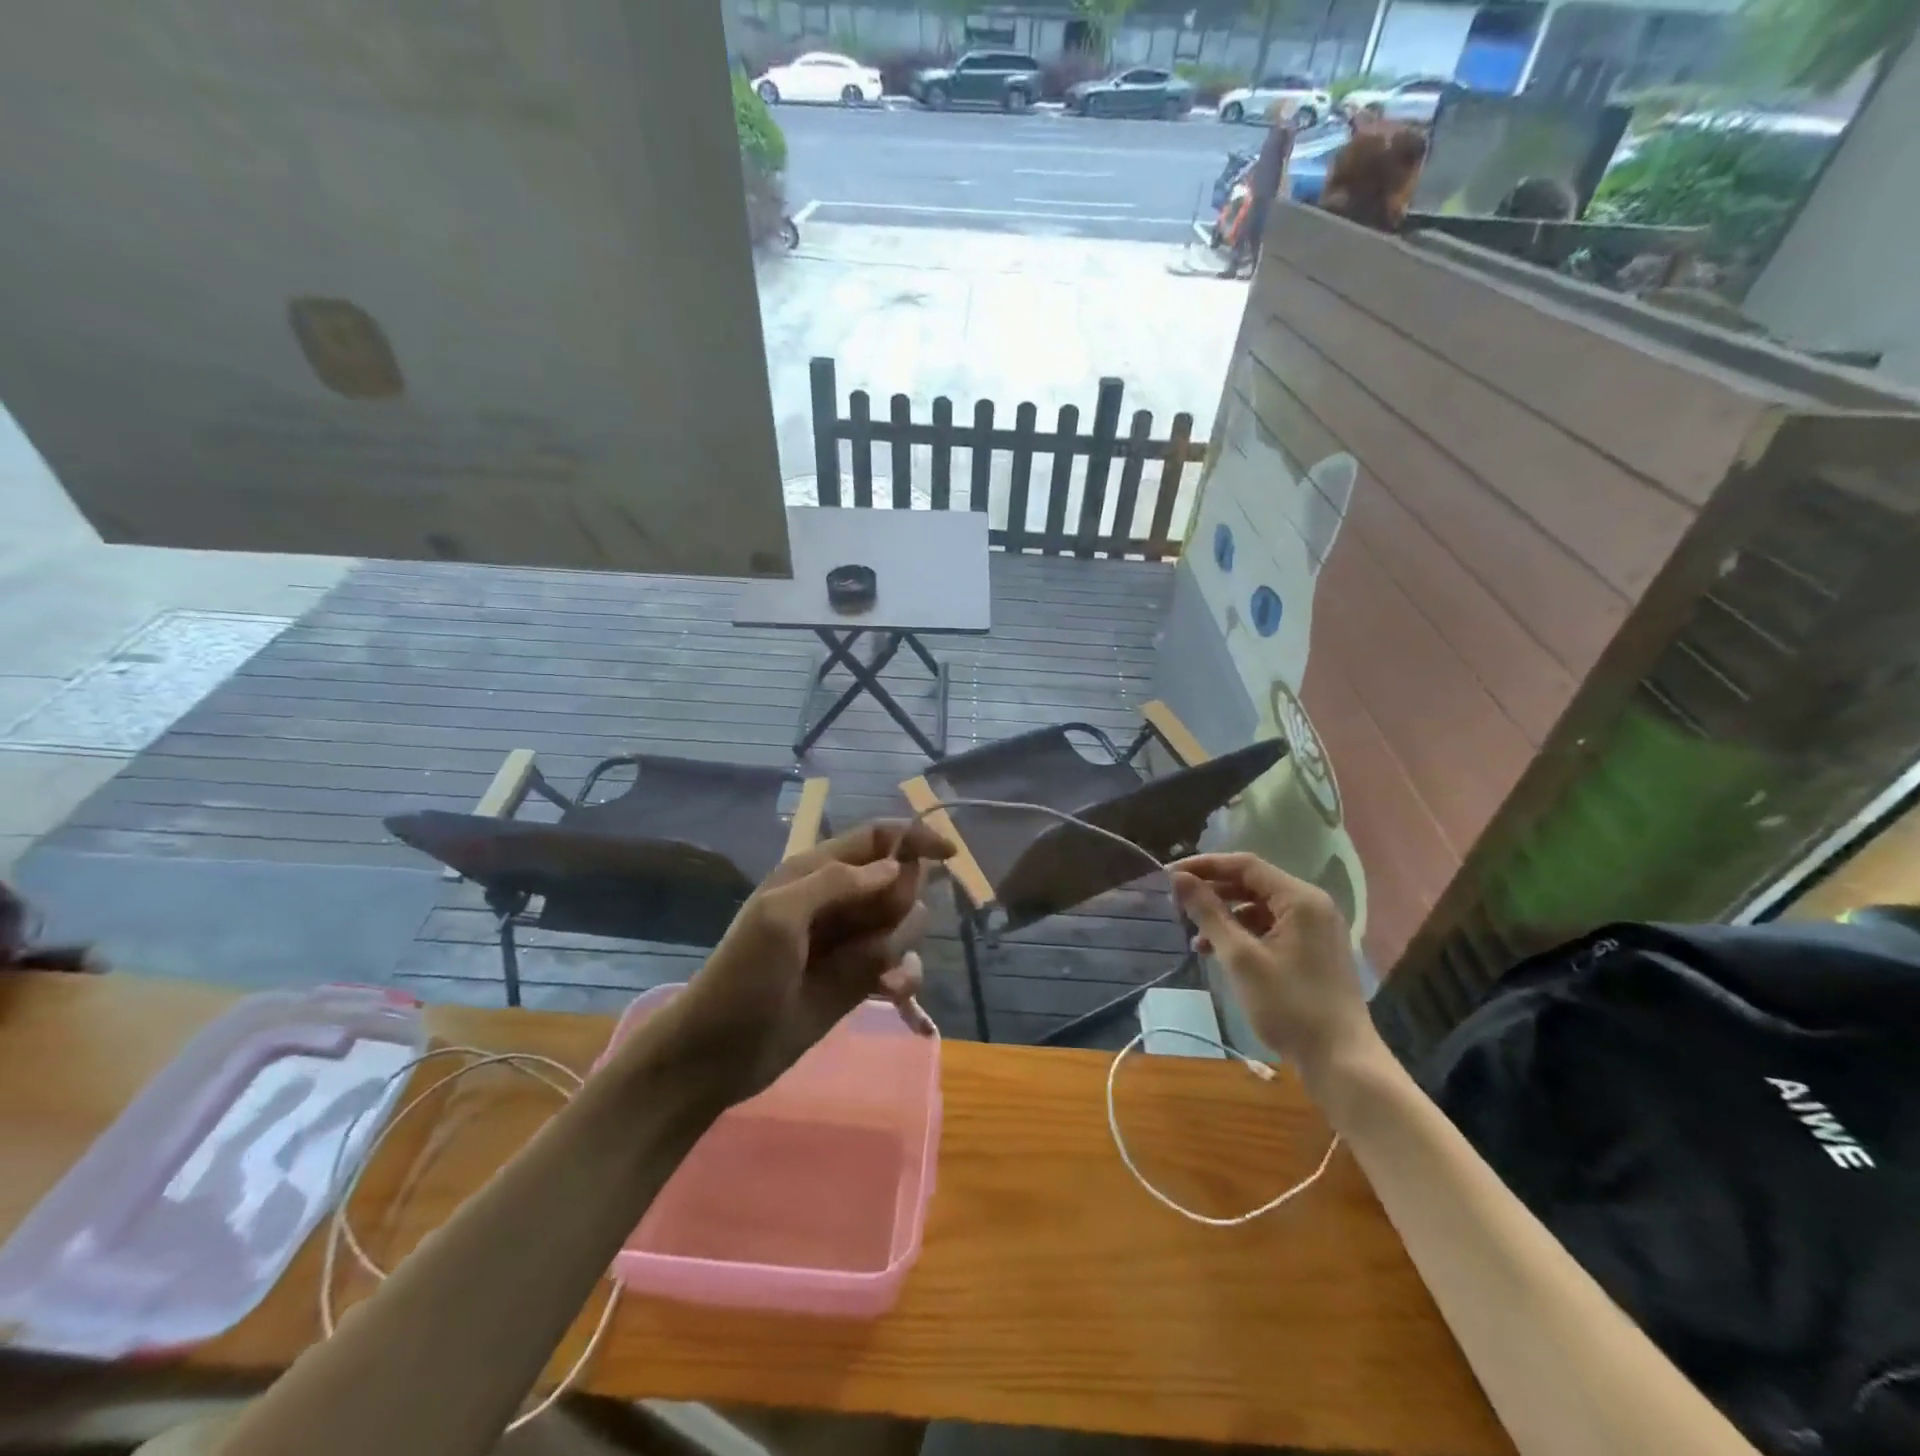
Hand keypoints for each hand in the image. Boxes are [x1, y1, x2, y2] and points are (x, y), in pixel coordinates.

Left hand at [659, 820, 952, 1102]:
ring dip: (898, 944)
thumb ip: (837, 883)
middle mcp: (838, 900)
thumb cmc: (743, 976)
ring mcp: (850, 942)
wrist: (719, 1053)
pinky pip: (901, 964)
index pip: (876, 839)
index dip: (914, 839)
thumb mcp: (779, 916)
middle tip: (868, 931)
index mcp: (815, 872)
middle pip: (898, 881)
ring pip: (905, 924)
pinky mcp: (860, 981)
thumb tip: (894, 867)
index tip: (950, 855)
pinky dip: (903, 975)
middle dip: (898, 904)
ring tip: (869, 970)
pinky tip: (890, 991)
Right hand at [1171, 852, 1377, 1083]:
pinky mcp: (1313, 951)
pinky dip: (1244, 934)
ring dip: (1226, 916)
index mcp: (1300, 898)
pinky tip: (1219, 952)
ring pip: (1260, 908)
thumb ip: (1208, 913)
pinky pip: (1271, 928)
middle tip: (1177, 903)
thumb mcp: (1240, 958)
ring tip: (1195, 936)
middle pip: (1253, 884)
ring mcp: (1315, 929)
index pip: (1245, 865)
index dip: (1204, 865)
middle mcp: (1311, 905)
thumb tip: (1178, 878)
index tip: (1169, 875)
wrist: (1342, 1062)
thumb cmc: (1289, 1006)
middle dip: (1213, 891)